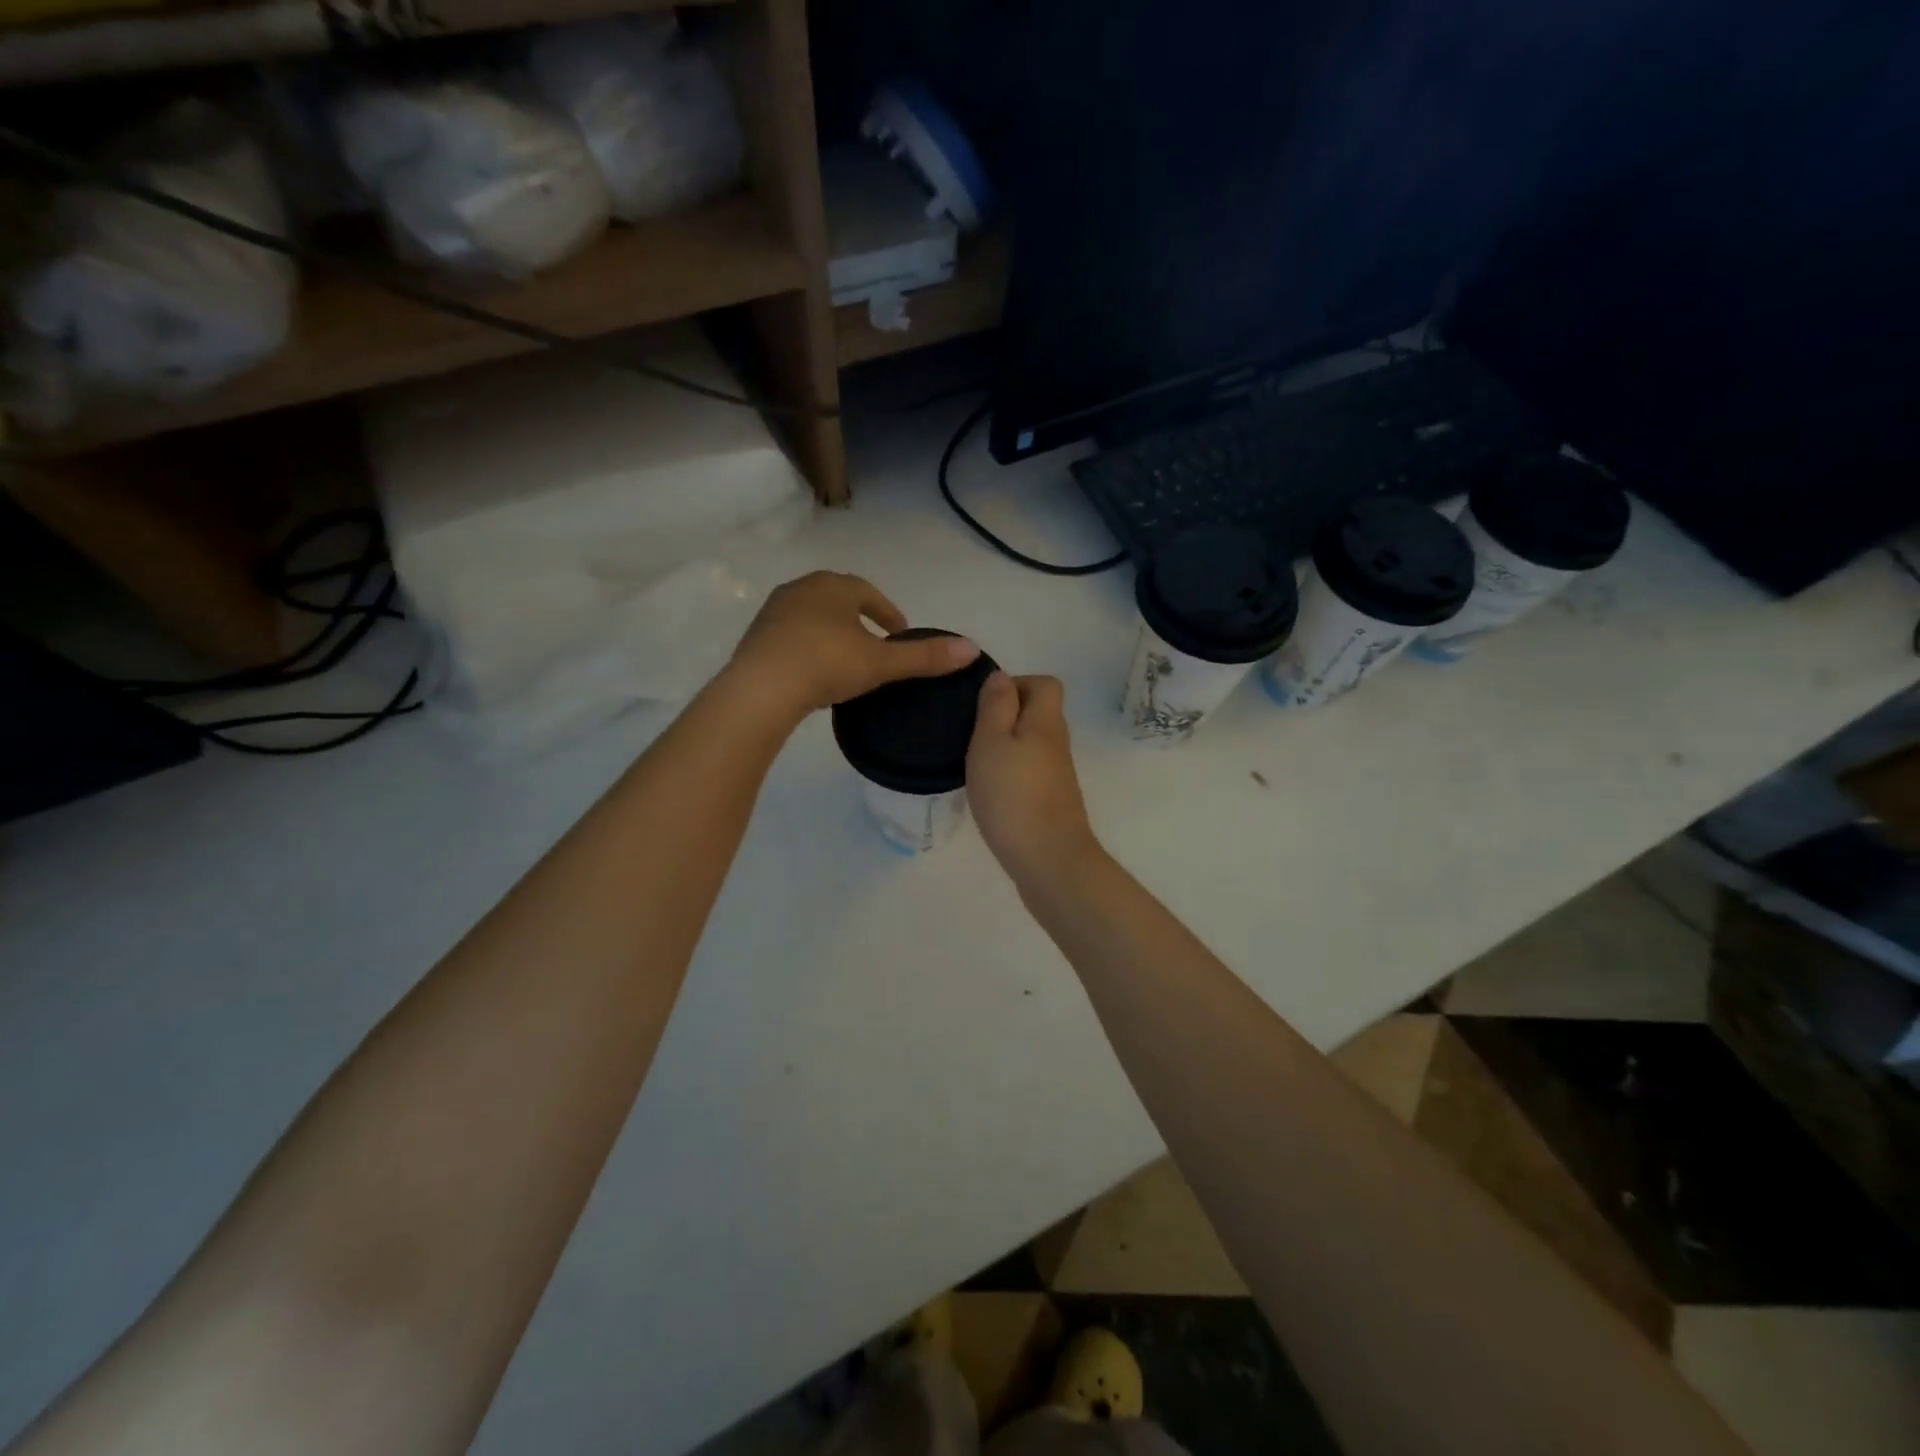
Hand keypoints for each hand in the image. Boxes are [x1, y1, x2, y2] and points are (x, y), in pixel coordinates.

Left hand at [727, 571, 979, 719]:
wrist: (761, 689)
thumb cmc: (826, 665)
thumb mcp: (881, 663)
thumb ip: (924, 657)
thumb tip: (972, 650)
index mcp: (833, 586)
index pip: (869, 593)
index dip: (889, 613)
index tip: (900, 634)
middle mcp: (801, 588)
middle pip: (839, 600)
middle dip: (860, 620)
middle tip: (876, 646)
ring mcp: (774, 611)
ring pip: (813, 617)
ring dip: (832, 633)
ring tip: (846, 661)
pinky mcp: (756, 636)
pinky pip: (791, 636)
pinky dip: (808, 647)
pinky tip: (814, 673)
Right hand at [966, 672, 1101, 888]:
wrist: (1049, 861)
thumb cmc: (1013, 796)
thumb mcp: (992, 742)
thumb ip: (995, 706)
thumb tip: (1001, 676)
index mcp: (1045, 722)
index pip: (1045, 683)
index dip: (1016, 684)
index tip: (983, 704)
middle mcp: (1057, 743)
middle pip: (1038, 713)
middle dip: (1005, 717)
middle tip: (971, 735)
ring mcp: (1057, 775)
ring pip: (1032, 744)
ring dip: (1005, 747)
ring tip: (974, 763)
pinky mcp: (1051, 802)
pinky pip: (1029, 772)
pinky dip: (1010, 773)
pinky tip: (989, 791)